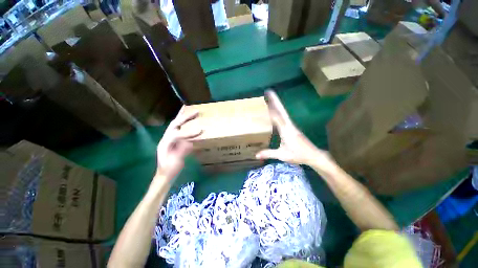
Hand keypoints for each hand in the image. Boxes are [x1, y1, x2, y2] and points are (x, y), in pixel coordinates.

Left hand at [155, 110, 201, 177]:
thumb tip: (190, 142)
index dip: (190, 132)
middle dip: (185, 117)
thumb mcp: (175, 162)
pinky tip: (188, 121)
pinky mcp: (174, 142)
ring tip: (190, 111)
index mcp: (165, 143)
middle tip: (196, 111)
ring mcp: (169, 140)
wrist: (164, 175)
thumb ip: (181, 152)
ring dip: (183, 118)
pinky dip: (184, 124)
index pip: (178, 134)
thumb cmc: (169, 170)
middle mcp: (166, 138)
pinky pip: (179, 130)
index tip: (201, 130)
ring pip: (176, 125)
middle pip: (175, 124)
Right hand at [256, 91, 334, 168]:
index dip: (270, 109)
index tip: (264, 101)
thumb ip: (268, 153)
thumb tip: (256, 155)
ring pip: (283, 112)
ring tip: (270, 99)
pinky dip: (279, 112)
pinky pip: (284, 117)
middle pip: (281, 110)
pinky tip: (275, 112)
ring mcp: (291, 126)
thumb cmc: (298, 154)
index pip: (276, 117)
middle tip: (269, 91)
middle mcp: (289, 125)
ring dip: (277, 105)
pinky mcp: (292, 128)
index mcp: (286, 130)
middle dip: (275, 100)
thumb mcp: (282, 155)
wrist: (313, 155)